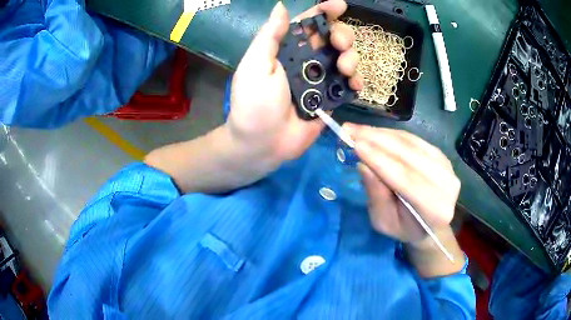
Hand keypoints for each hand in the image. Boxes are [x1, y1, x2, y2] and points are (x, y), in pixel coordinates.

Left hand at [227, 0, 362, 167]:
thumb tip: (281, 6)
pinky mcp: (329, 100)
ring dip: (351, 58)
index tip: (340, 5)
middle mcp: (305, 61)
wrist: (262, 144)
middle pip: (332, 39)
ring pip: (344, 59)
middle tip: (340, 45)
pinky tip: (355, 84)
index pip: (307, 24)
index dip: (324, 12)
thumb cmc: (254, 103)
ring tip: (345, 69)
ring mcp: (319, 81)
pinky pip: (347, 85)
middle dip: (342, 36)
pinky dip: (355, 82)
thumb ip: (271, 35)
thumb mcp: (256, 65)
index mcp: (286, 49)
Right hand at [344, 124, 460, 242]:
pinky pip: (414, 139)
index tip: (355, 145)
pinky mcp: (441, 155)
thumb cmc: (404, 228)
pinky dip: (392, 134)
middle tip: (350, 130)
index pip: (406, 179)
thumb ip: (377, 196)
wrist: (430, 224)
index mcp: (435, 209)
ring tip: (358, 130)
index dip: (380, 160)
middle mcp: (447, 184)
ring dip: (382, 134)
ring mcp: (447, 166)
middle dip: (377, 141)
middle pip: (409, 156)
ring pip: (411, 144)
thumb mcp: (384, 222)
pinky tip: (375, 133)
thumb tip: (364, 165)